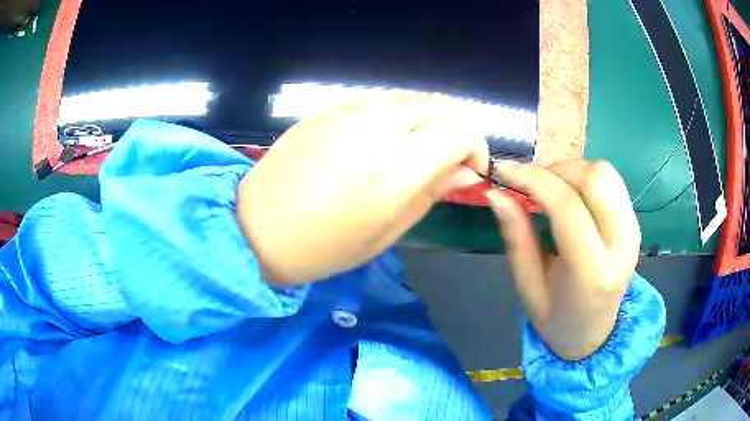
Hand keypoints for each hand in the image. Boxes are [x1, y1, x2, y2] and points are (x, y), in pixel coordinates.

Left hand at [237, 93, 488, 284]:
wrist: (258, 228)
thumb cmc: (325, 246)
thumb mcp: (388, 230)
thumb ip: (431, 192)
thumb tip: (465, 171)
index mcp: (397, 168)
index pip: (459, 131)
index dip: (476, 146)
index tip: (471, 167)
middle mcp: (378, 128)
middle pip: (439, 105)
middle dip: (457, 127)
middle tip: (452, 156)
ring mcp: (349, 112)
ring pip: (410, 99)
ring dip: (428, 119)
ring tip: (420, 148)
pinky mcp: (328, 109)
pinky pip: (379, 102)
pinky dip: (398, 116)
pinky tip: (385, 140)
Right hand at [485, 160, 640, 359]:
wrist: (595, 333)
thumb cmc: (556, 320)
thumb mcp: (528, 289)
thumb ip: (516, 239)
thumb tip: (495, 193)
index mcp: (592, 272)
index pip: (567, 208)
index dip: (533, 180)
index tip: (503, 171)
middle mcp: (621, 246)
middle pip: (595, 178)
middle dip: (556, 170)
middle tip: (530, 184)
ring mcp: (633, 231)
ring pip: (606, 173)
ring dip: (572, 171)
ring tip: (549, 189)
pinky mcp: (635, 223)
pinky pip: (611, 182)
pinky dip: (585, 178)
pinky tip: (569, 196)